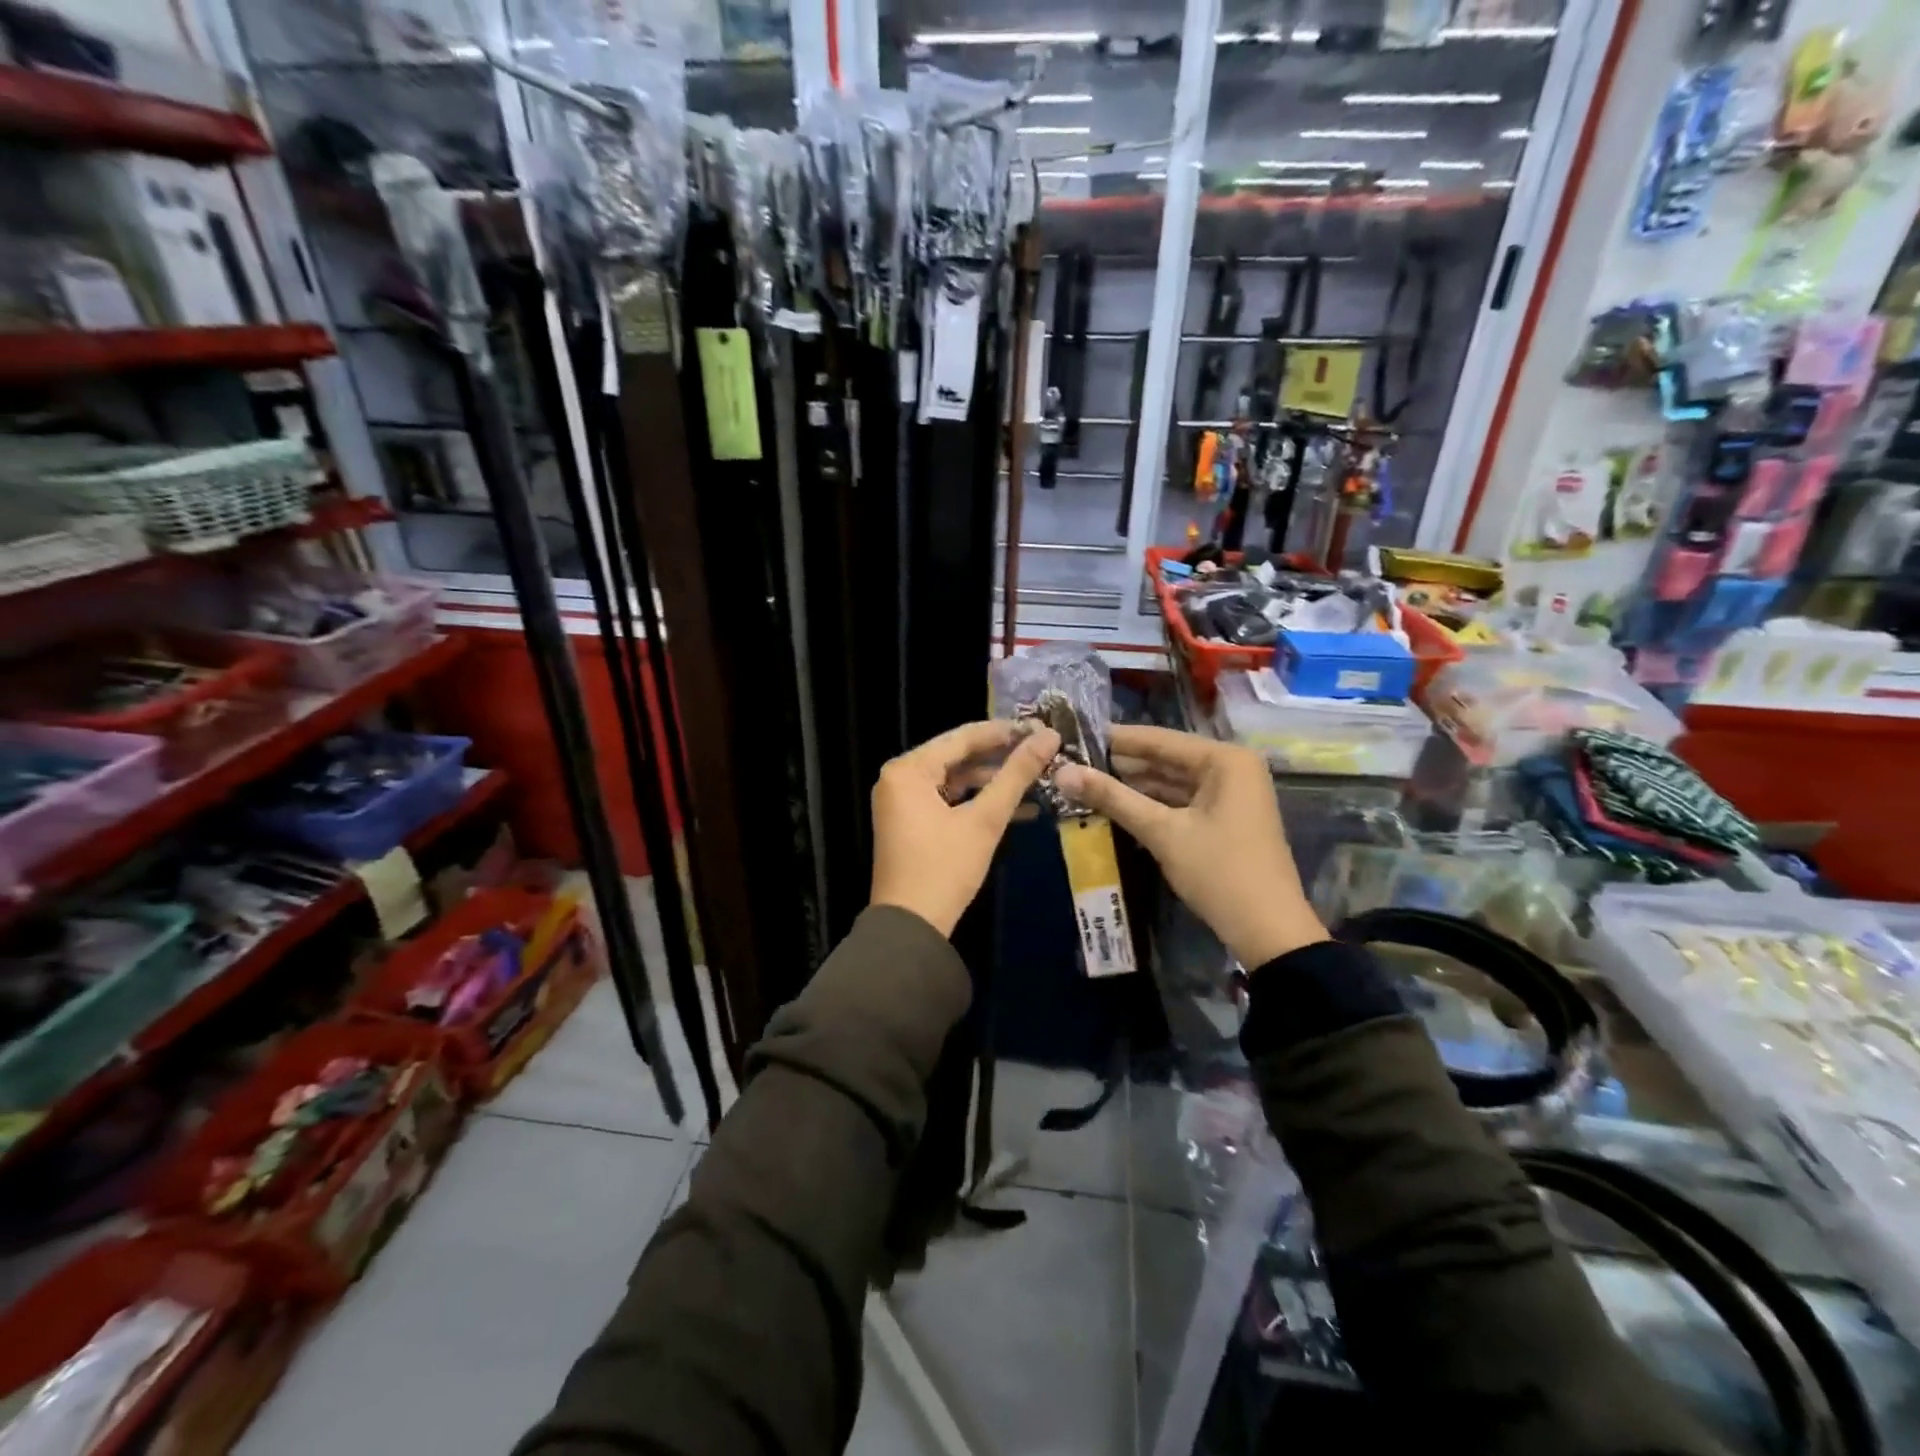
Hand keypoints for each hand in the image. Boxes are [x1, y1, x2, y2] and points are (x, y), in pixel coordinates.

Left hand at [871, 720, 1060, 937]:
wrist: (910, 928)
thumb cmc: (944, 868)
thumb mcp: (985, 820)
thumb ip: (1016, 775)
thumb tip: (1049, 736)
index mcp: (908, 769)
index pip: (962, 737)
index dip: (1005, 732)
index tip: (1042, 727)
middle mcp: (899, 778)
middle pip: (958, 757)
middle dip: (1002, 758)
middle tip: (1043, 751)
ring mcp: (903, 802)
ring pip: (956, 780)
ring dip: (995, 783)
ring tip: (1039, 780)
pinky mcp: (911, 823)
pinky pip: (948, 801)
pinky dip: (978, 804)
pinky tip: (1021, 810)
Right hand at [1056, 725, 1325, 967]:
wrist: (1268, 931)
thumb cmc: (1219, 872)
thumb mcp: (1162, 832)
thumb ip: (1113, 798)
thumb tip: (1062, 772)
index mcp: (1225, 759)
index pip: (1160, 739)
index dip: (1115, 740)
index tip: (1074, 737)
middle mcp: (1232, 768)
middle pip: (1166, 759)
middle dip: (1122, 765)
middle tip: (1074, 764)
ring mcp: (1231, 794)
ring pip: (1172, 781)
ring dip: (1134, 786)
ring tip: (1087, 784)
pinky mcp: (1226, 818)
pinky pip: (1182, 801)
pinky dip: (1153, 805)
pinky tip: (1118, 807)